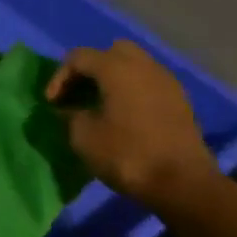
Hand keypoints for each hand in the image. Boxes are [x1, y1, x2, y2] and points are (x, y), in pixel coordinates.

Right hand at [48, 41, 219, 210]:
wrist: (184, 184)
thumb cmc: (127, 155)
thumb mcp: (84, 137)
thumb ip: (71, 115)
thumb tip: (71, 109)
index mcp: (117, 69)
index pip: (79, 57)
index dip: (60, 77)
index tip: (52, 103)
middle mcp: (144, 66)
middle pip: (112, 51)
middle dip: (92, 68)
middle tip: (79, 92)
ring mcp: (167, 82)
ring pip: (135, 66)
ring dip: (114, 79)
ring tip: (100, 104)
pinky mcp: (180, 102)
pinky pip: (150, 83)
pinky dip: (133, 91)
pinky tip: (124, 115)